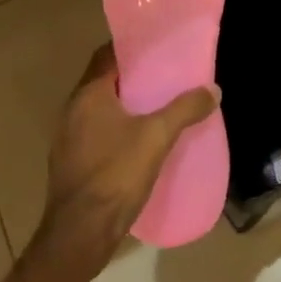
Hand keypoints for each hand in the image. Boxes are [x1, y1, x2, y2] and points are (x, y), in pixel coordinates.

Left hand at [38, 45, 219, 265]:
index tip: (156, 47)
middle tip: (165, 76)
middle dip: (133, 77)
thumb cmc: (116, 174)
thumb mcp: (157, 137)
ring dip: (125, 106)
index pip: (107, 56)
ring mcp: (68, 139)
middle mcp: (72, 110)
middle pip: (104, 82)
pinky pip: (96, 134)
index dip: (131, 48)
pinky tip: (140, 142)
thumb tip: (213, 90)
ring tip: (158, 107)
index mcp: (89, 95)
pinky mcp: (71, 164)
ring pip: (100, 110)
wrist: (80, 234)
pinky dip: (117, 130)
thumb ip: (185, 109)